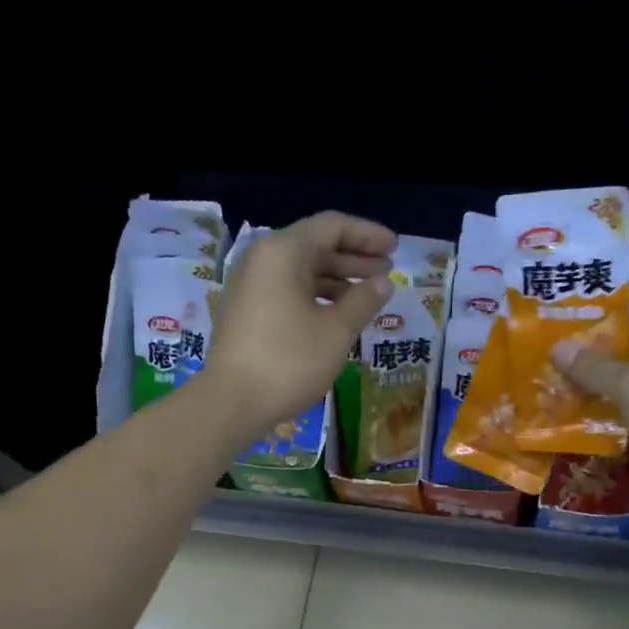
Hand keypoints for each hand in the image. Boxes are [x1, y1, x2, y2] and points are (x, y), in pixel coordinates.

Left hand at [201, 211, 396, 434]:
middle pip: (316, 245)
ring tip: (369, 295)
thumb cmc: (289, 361)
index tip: (396, 247)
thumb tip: (383, 282)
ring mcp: (250, 285)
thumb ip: (364, 300)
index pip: (332, 226)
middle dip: (355, 257)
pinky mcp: (246, 310)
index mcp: (284, 252)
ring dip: (338, 278)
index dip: (368, 235)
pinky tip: (338, 313)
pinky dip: (316, 295)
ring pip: (302, 270)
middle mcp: (263, 259)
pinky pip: (288, 289)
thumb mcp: (336, 331)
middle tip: (388, 271)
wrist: (231, 402)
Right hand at [552, 298, 628, 501]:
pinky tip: (598, 414)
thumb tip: (557, 347)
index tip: (559, 336)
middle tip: (555, 366)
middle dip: (596, 356)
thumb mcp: (627, 385)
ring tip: (567, 391)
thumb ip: (590, 366)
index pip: (627, 308)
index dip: (592, 322)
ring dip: (610, 383)